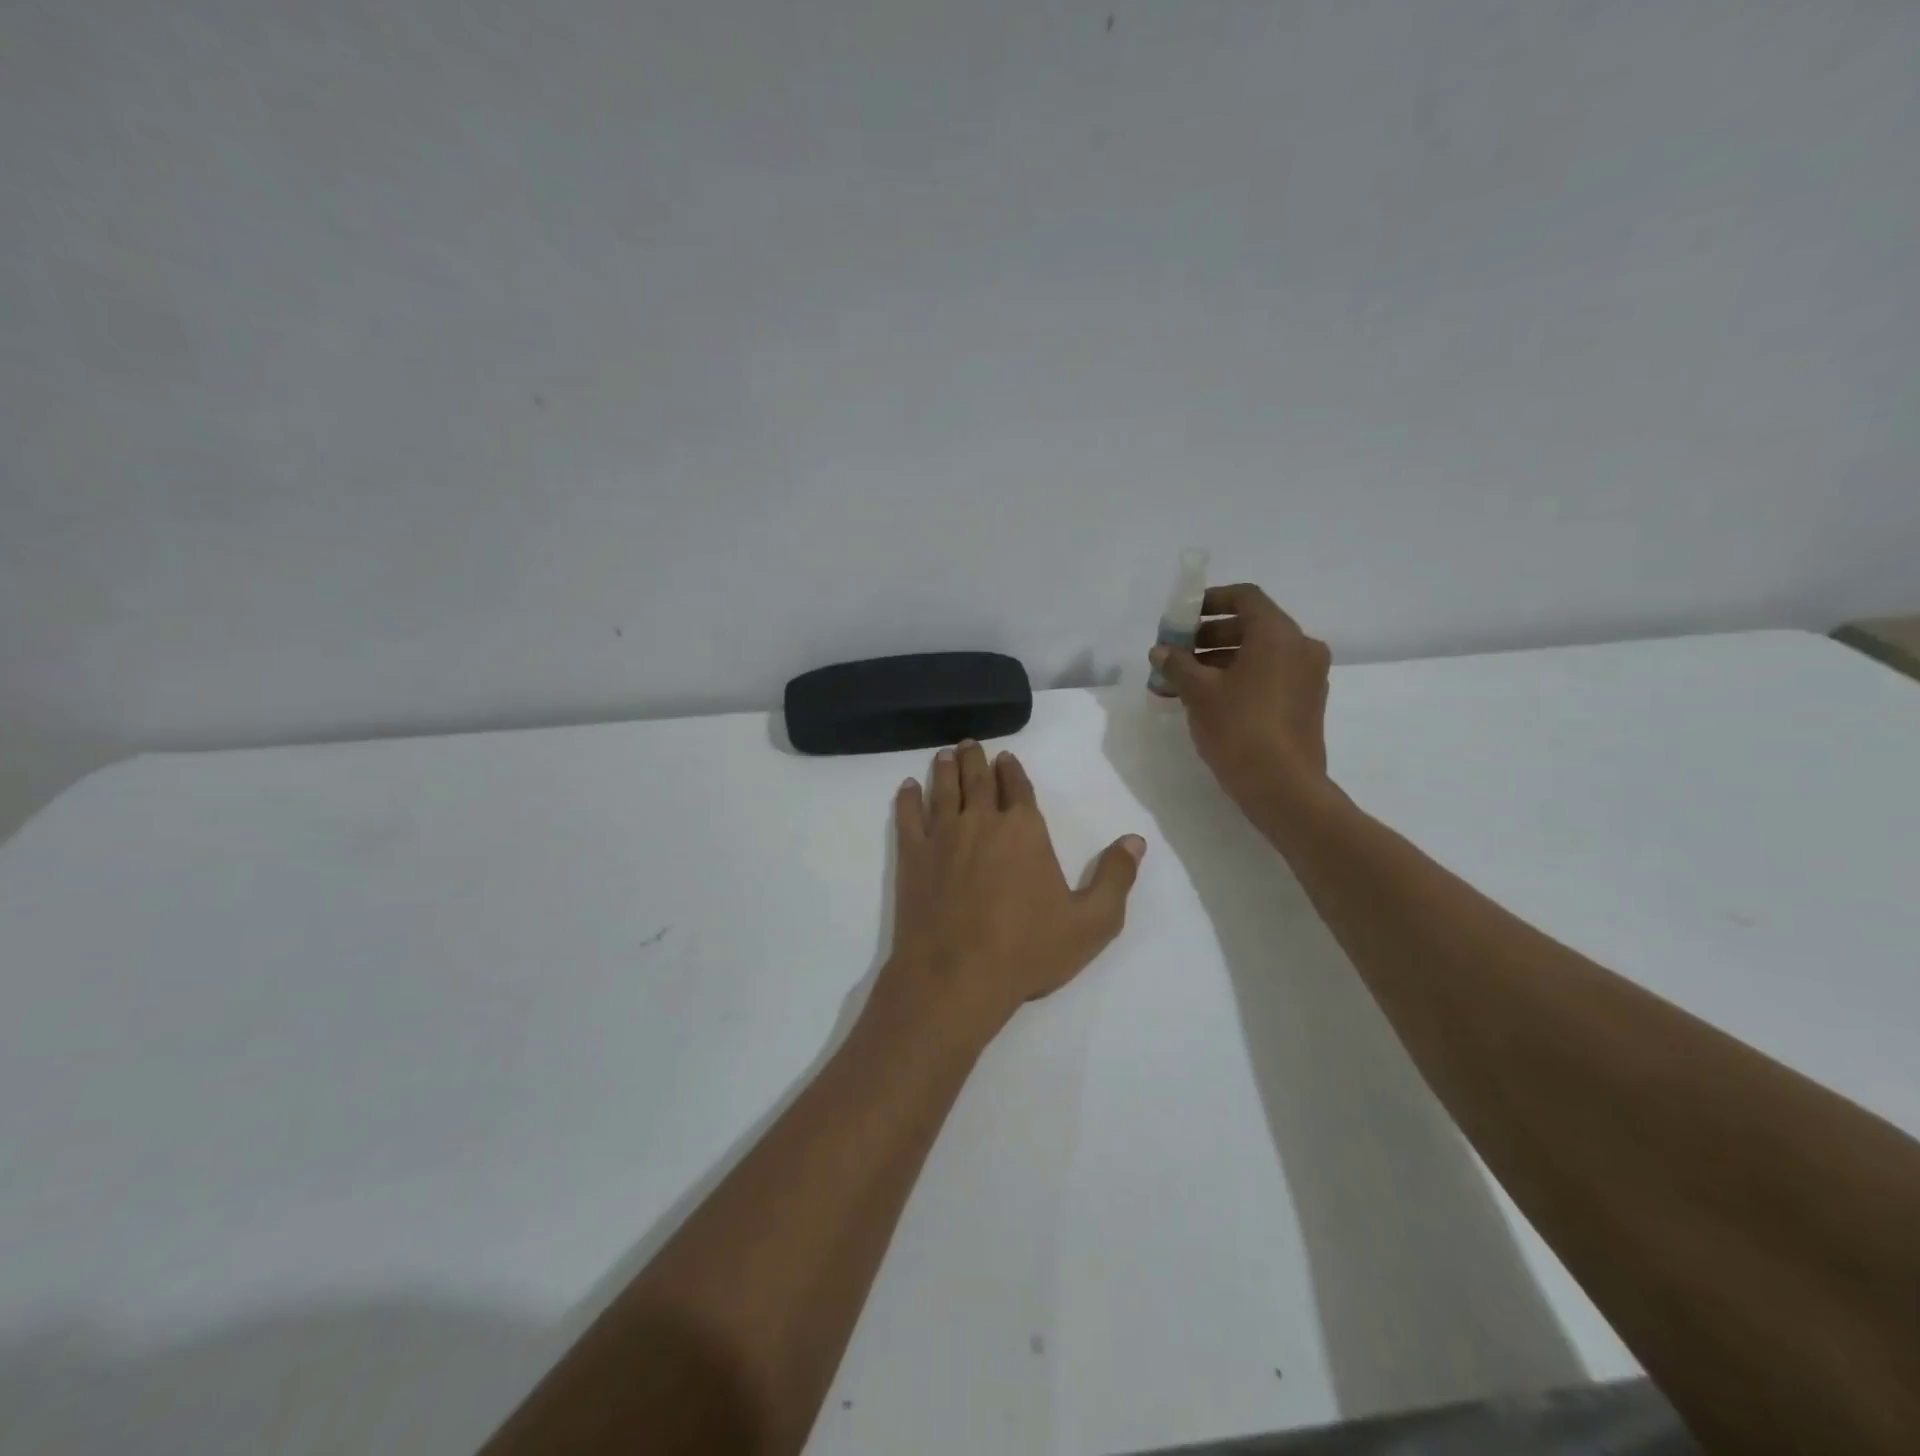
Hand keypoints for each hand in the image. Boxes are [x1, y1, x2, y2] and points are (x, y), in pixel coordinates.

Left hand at [875, 740, 1145, 1047]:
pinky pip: (908, 817)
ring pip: (944, 790)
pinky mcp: (912, 857)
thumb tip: (1135, 840)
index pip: (1019, 788)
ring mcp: (943, 836)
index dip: (1013, 771)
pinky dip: (907, 798)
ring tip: (945, 754)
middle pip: (978, 780)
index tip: (1007, 758)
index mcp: (1024, 830)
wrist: (958, 975)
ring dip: (945, 769)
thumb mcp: (1092, 922)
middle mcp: (982, 821)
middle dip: (976, 760)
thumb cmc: (1028, 949)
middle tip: (970, 744)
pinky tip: (907, 787)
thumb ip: (1116, 878)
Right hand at [1148, 583, 1332, 823]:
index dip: (1210, 601)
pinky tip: (1211, 700)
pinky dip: (1242, 677)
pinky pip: (1271, 675)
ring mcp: (1309, 676)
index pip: (1244, 597)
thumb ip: (1177, 664)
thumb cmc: (1239, 728)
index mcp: (1278, 634)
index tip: (1183, 617)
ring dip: (1222, 659)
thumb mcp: (1198, 693)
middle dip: (1210, 636)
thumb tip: (1161, 651)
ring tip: (1186, 681)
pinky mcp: (1307, 702)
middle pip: (1252, 625)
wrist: (1282, 787)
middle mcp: (1301, 646)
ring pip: (1260, 653)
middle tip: (1178, 652)